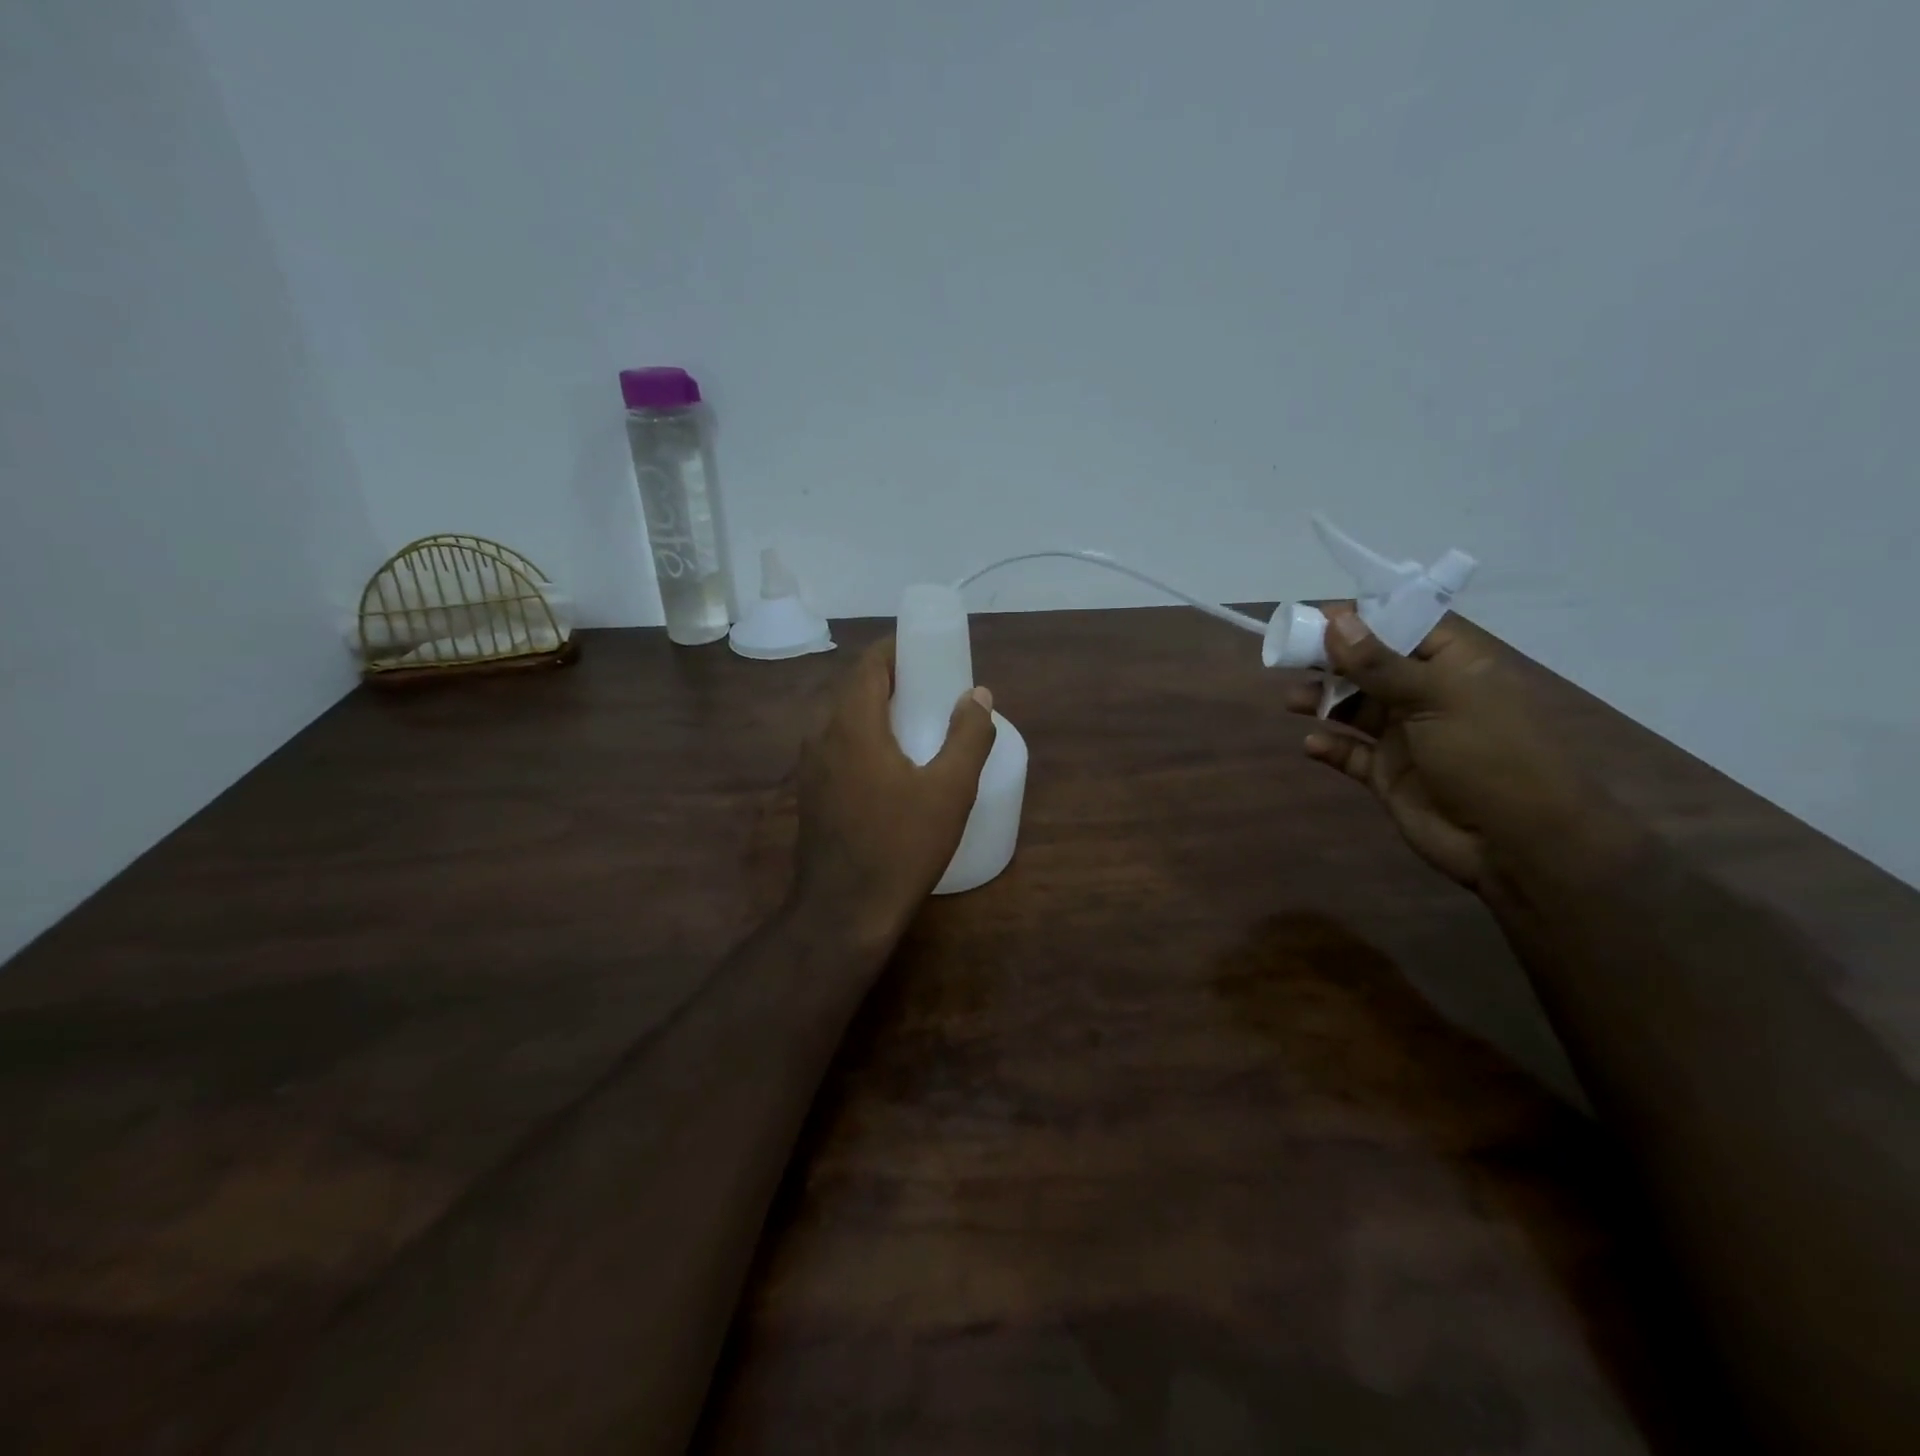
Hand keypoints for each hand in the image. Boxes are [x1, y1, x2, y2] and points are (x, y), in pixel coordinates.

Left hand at [790, 637, 996, 947]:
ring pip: (844, 719)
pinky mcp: (811, 794)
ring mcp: (811, 768)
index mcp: (852, 725)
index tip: (928, 649)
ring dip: (877, 709)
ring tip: (917, 721)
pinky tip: (892, 764)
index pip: (869, 664)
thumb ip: (968, 736)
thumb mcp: (950, 790)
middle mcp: (822, 737)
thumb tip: (977, 694)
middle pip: (855, 689)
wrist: (845, 912)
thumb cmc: (901, 846)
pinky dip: (865, 738)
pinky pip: (838, 747)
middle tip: (932, 685)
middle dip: (892, 678)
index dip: (897, 648)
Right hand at [1285, 608, 1616, 891]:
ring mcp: (1407, 736)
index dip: (1364, 617)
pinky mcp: (1388, 774)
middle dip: (1331, 659)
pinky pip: (1349, 752)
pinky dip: (1329, 745)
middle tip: (1288, 654)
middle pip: (1370, 665)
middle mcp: (1428, 695)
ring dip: (1323, 700)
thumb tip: (1335, 619)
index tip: (1317, 614)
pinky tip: (1313, 744)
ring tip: (1294, 701)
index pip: (1406, 625)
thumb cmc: (1488, 755)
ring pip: (1354, 707)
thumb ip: (1379, 663)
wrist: (1517, 844)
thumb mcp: (1436, 698)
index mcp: (1454, 666)